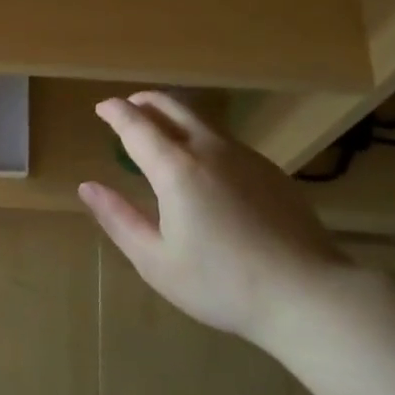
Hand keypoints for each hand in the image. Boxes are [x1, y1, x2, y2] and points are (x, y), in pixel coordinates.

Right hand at [77, 92, 354, 346]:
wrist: (306, 293)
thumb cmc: (221, 284)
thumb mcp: (156, 260)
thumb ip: (118, 218)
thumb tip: (88, 187)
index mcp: (176, 170)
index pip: (136, 126)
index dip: (115, 112)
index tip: (101, 106)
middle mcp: (210, 150)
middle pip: (173, 107)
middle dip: (145, 101)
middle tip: (128, 105)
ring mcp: (246, 157)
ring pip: (202, 122)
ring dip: (174, 116)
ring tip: (160, 130)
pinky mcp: (270, 170)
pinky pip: (225, 141)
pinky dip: (201, 137)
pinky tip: (203, 164)